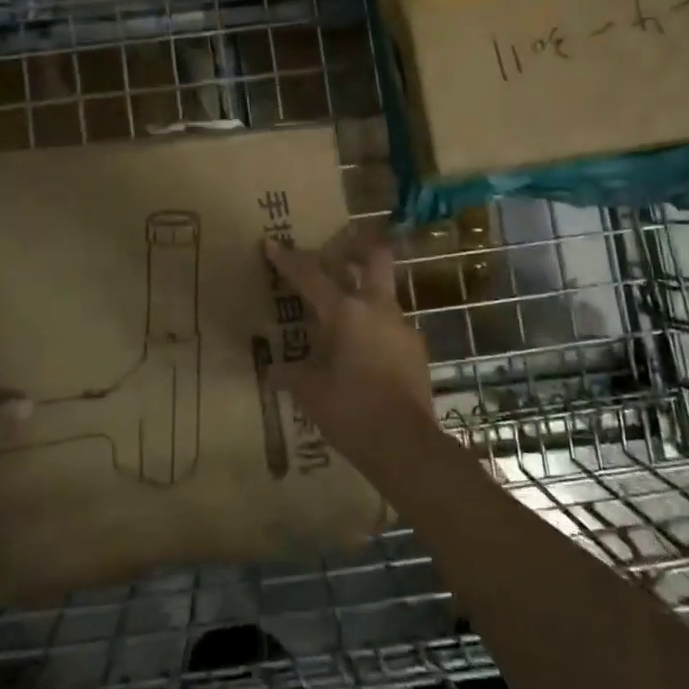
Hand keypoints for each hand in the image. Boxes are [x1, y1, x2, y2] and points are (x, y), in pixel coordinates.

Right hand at [262, 225, 435, 464]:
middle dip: (355, 246)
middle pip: (374, 256)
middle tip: (335, 252)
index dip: (289, 259)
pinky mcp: (415, 348)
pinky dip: (373, 326)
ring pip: (383, 291)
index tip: (272, 243)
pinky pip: (390, 324)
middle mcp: (376, 308)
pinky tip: (360, 350)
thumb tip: (273, 371)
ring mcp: (401, 326)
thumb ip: (291, 375)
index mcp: (345, 312)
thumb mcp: (311, 393)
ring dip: (363, 291)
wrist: (407, 445)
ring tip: (341, 313)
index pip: (311, 275)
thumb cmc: (351, 412)